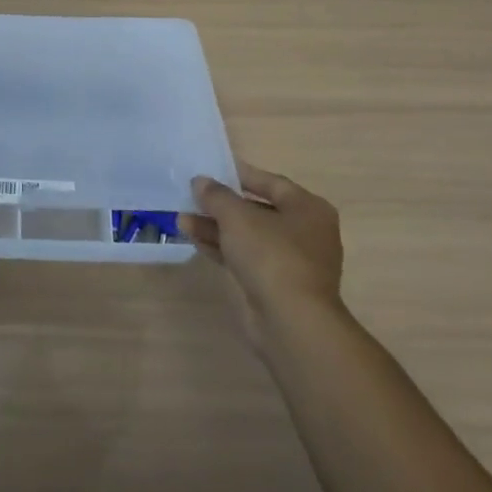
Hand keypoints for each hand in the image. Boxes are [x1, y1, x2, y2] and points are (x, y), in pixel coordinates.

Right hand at [181, 162, 344, 354]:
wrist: (291, 322)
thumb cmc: (271, 255)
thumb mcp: (237, 217)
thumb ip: (217, 195)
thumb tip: (200, 181)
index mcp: (308, 208)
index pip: (271, 182)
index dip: (239, 174)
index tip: (211, 169)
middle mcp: (305, 232)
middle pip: (257, 210)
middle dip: (222, 205)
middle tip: (192, 197)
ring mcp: (291, 261)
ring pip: (248, 236)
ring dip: (216, 227)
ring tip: (182, 220)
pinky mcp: (276, 285)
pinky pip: (246, 258)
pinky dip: (222, 248)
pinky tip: (194, 240)